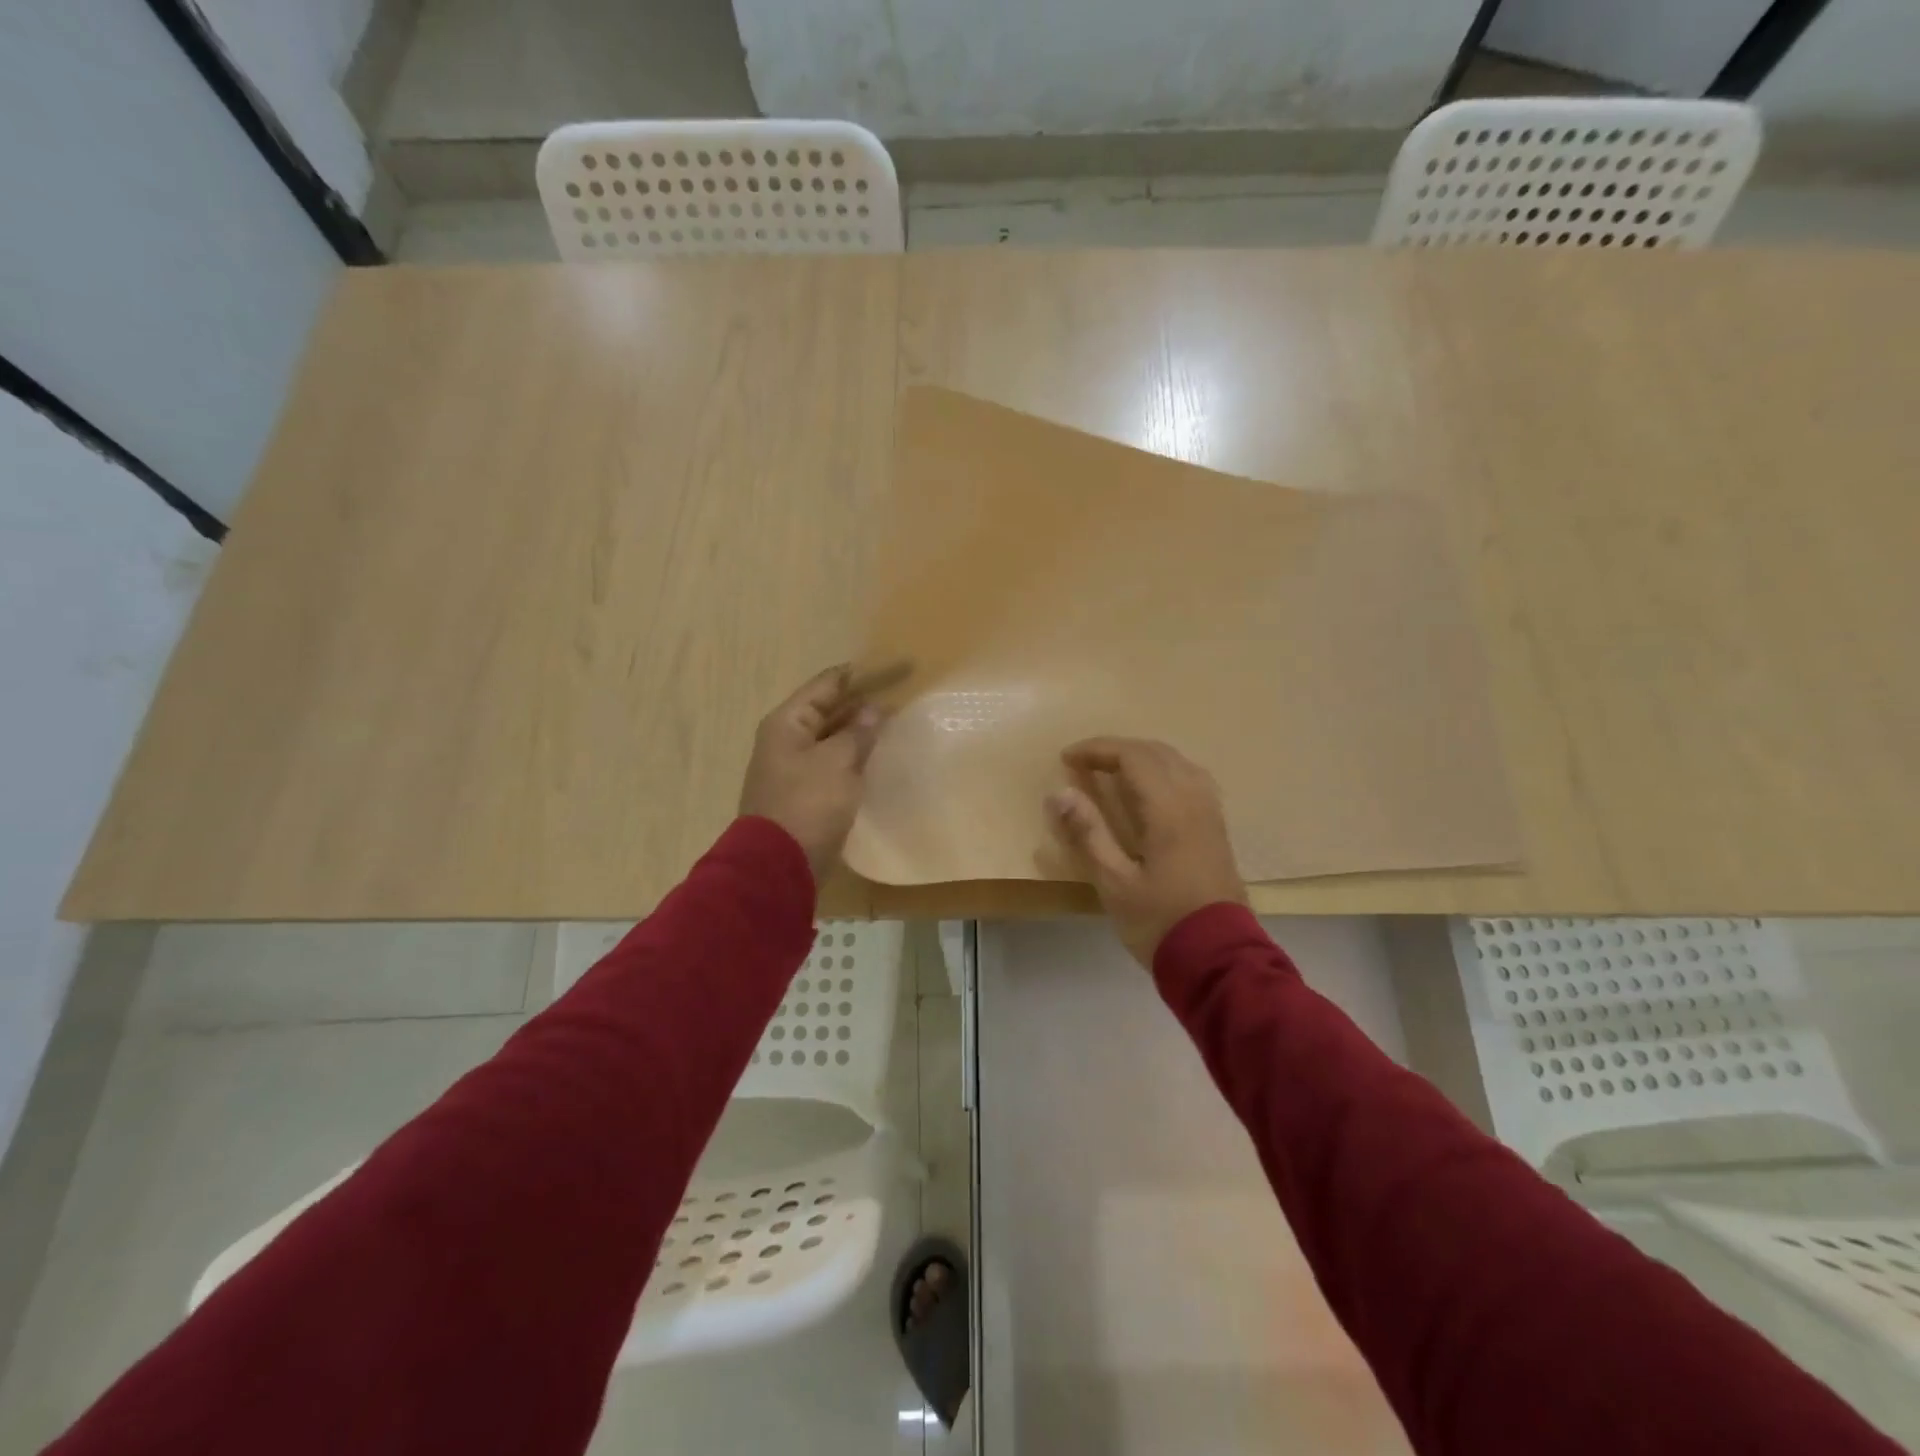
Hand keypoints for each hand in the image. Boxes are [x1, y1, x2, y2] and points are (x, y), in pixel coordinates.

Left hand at [738, 666, 884, 882]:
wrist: (778, 864)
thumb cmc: (807, 804)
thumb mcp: (837, 762)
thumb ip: (858, 733)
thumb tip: (874, 709)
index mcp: (787, 723)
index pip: (826, 685)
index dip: (859, 674)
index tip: (892, 668)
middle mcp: (786, 740)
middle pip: (828, 710)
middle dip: (861, 702)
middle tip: (898, 695)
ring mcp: (794, 768)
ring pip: (831, 738)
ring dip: (858, 730)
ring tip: (892, 722)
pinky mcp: (805, 794)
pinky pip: (832, 764)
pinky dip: (852, 756)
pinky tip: (874, 757)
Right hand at [1046, 737, 1247, 966]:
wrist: (1219, 960)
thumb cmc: (1160, 922)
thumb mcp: (1114, 883)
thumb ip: (1088, 833)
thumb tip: (1059, 792)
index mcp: (1168, 808)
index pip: (1132, 756)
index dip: (1097, 749)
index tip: (1067, 758)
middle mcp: (1194, 799)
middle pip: (1156, 752)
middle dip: (1118, 749)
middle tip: (1085, 762)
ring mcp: (1210, 813)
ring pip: (1177, 762)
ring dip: (1142, 757)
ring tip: (1114, 770)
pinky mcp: (1217, 829)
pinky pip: (1191, 778)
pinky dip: (1164, 771)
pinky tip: (1152, 791)